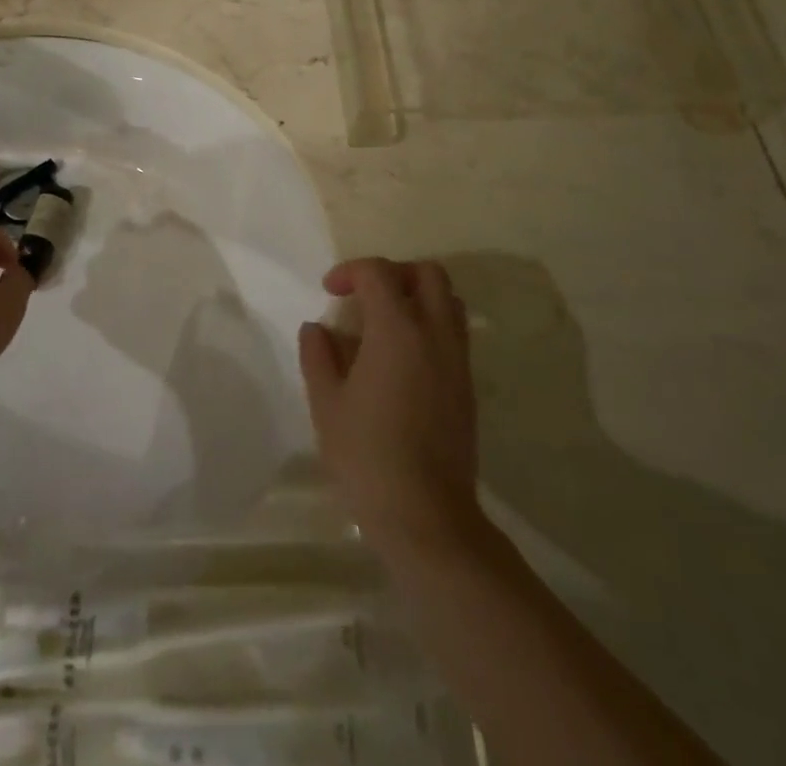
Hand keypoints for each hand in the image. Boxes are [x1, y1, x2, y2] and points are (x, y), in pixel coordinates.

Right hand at [298, 258, 481, 557]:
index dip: (350, 271)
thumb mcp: (326, 403)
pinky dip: (430, 325)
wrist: (426, 514)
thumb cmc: (367, 455)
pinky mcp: (468, 385)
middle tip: (365, 295)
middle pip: (427, 273)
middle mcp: (434, 333)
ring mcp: (457, 359)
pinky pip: (454, 332)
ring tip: (386, 322)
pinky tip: (403, 358)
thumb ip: (318, 355)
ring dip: (418, 296)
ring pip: (448, 300)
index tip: (329, 291)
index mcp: (397, 329)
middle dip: (394, 272)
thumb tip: (317, 328)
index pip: (378, 272)